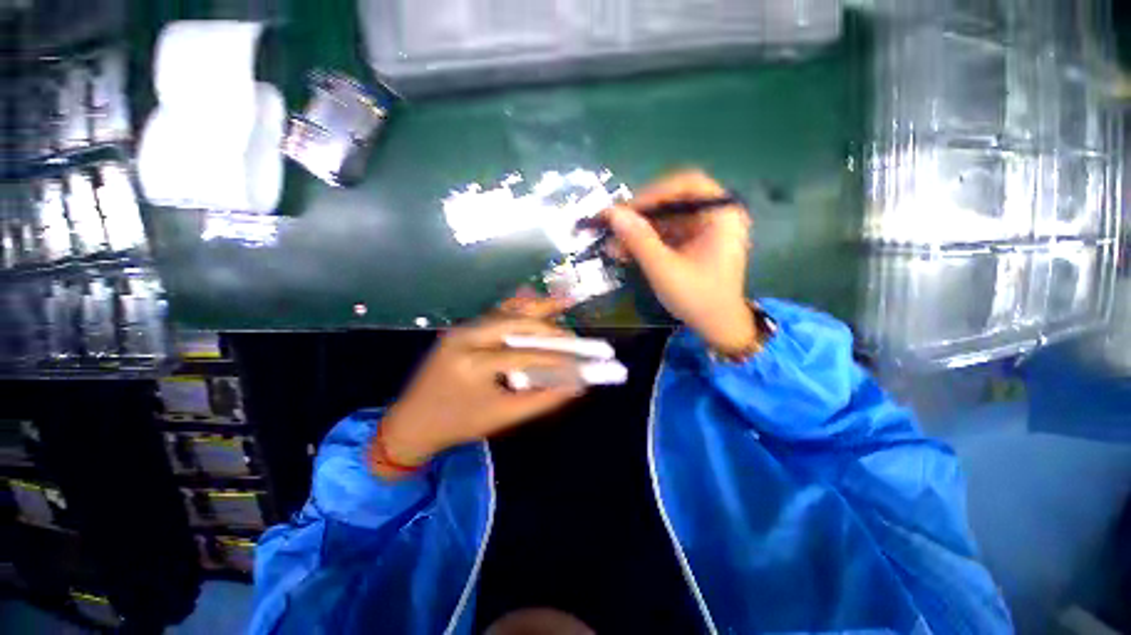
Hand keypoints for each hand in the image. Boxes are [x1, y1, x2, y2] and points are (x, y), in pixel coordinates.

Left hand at [373, 313, 583, 477]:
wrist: (411, 422)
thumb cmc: (458, 424)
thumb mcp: (502, 417)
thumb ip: (542, 400)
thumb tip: (575, 386)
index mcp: (472, 364)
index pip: (525, 355)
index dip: (557, 357)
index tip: (582, 360)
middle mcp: (465, 337)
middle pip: (517, 322)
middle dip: (549, 326)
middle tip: (573, 334)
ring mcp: (461, 329)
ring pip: (507, 312)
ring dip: (536, 310)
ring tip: (562, 304)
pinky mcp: (462, 328)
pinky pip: (497, 315)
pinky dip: (520, 312)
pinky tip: (536, 309)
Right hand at [603, 170, 756, 352]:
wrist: (718, 327)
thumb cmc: (698, 298)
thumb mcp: (664, 269)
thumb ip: (639, 240)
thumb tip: (612, 213)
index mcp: (721, 214)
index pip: (686, 184)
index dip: (653, 193)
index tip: (626, 210)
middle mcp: (715, 215)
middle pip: (673, 201)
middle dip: (640, 216)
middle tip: (613, 227)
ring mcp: (704, 230)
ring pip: (665, 219)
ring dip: (638, 231)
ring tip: (612, 245)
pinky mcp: (694, 243)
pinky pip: (666, 234)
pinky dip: (645, 242)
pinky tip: (625, 252)